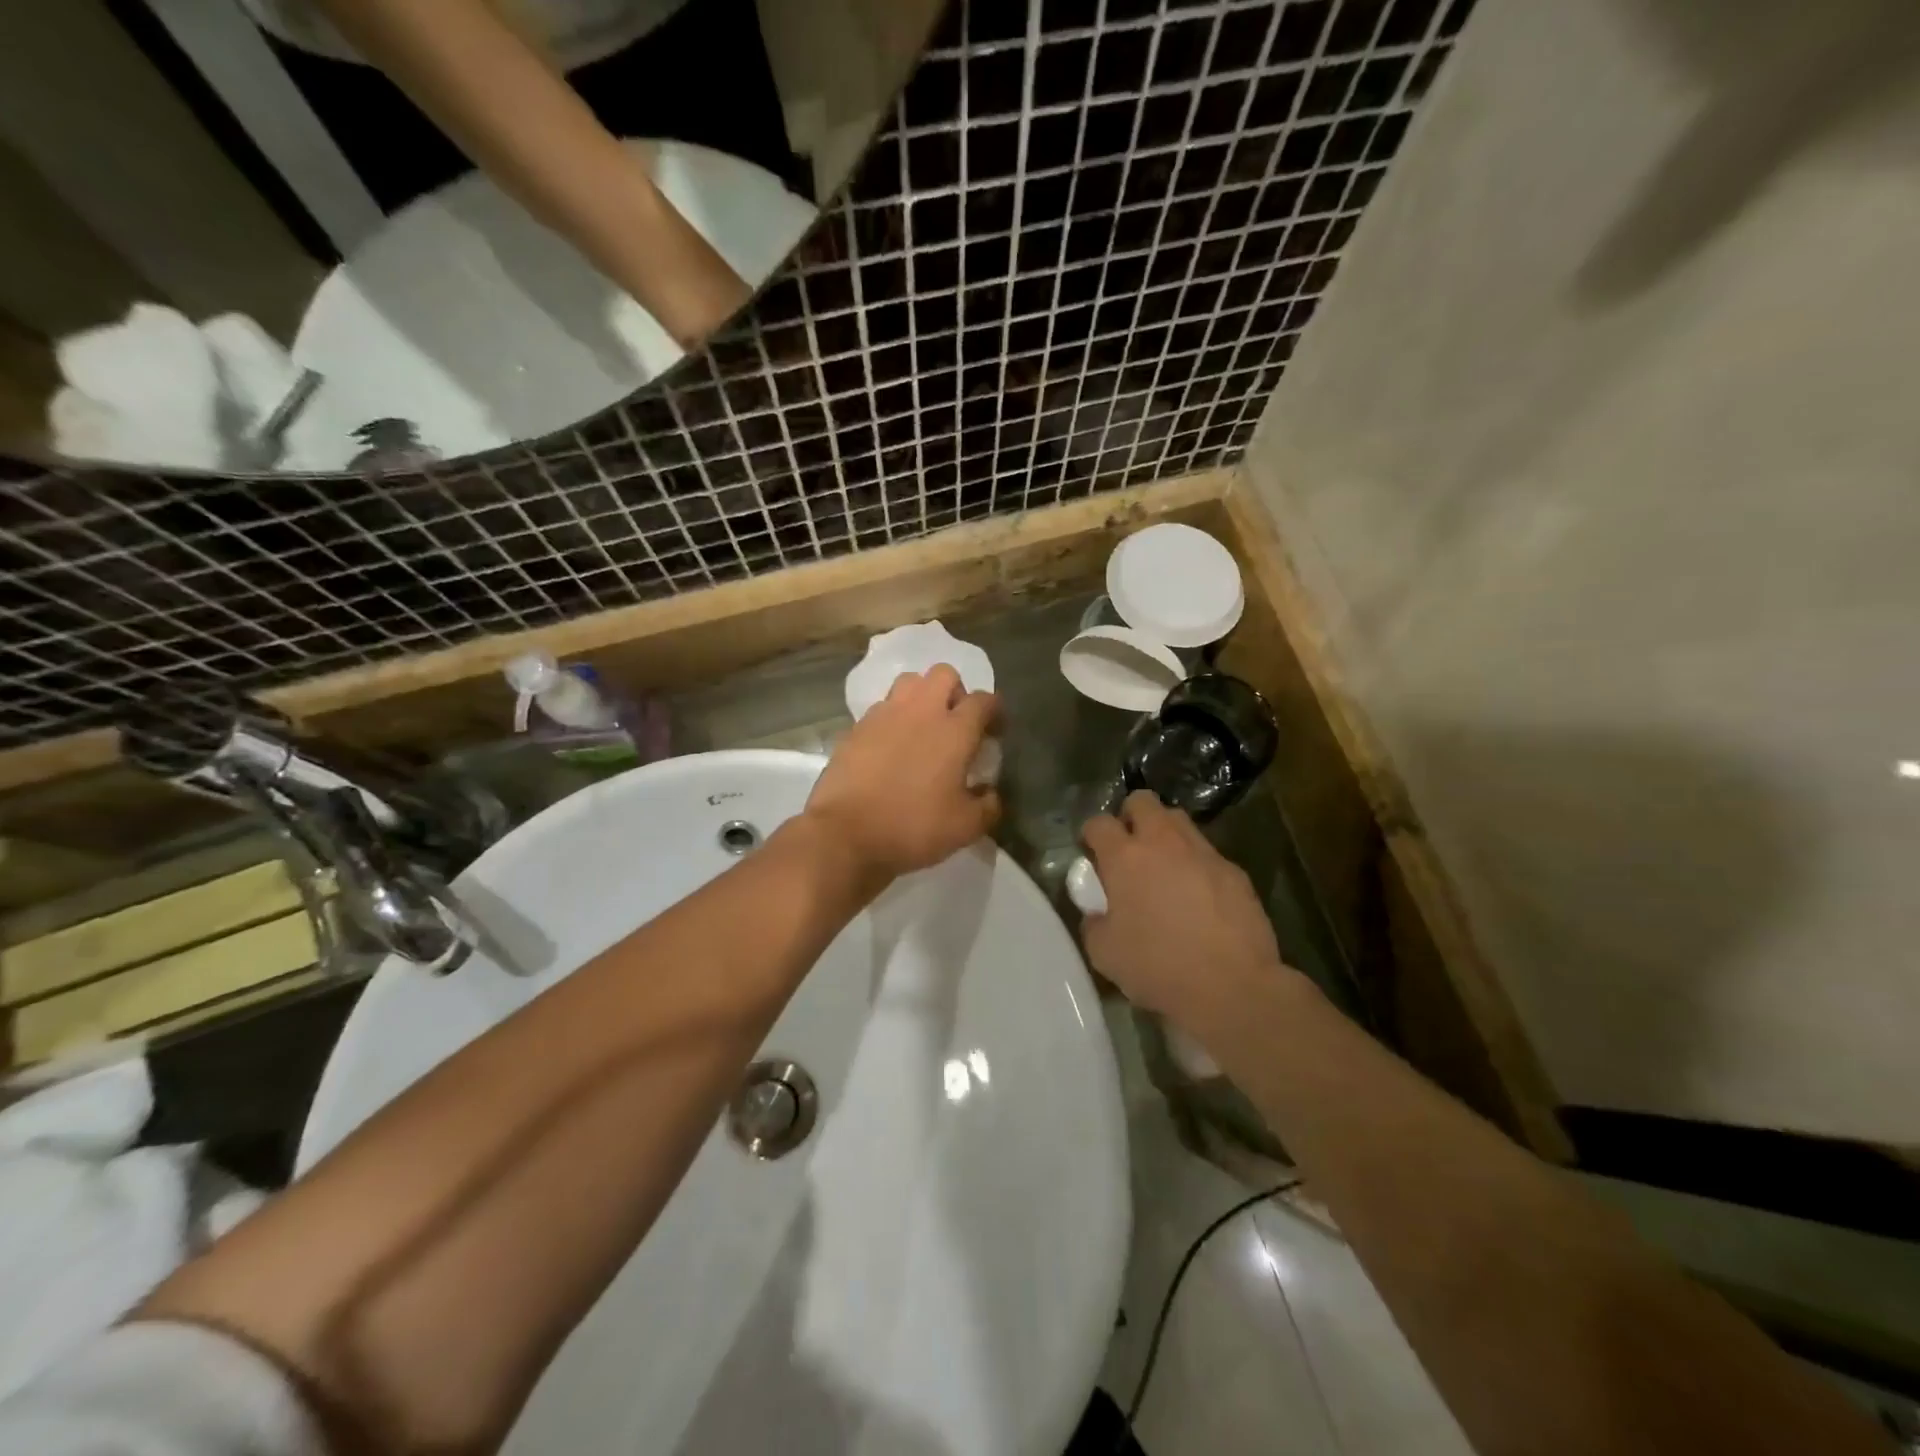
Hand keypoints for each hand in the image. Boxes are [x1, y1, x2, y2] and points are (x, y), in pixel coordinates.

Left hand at [803, 665, 1000, 886]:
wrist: (845, 833)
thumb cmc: (913, 826)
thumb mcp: (965, 827)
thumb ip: (988, 806)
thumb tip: (990, 794)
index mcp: (954, 730)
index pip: (984, 700)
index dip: (995, 711)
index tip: (994, 731)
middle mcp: (921, 711)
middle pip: (944, 674)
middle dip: (956, 691)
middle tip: (956, 722)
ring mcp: (884, 715)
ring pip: (909, 682)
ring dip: (921, 697)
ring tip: (922, 727)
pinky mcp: (856, 728)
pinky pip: (881, 708)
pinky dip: (892, 718)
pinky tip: (891, 746)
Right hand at [1081, 791, 1292, 1038]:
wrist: (1232, 986)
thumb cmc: (1158, 967)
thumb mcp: (1104, 952)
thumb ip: (1094, 921)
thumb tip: (1098, 911)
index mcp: (1125, 857)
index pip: (1098, 823)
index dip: (1091, 835)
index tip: (1092, 855)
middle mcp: (1163, 842)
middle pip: (1142, 801)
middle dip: (1131, 817)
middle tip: (1129, 850)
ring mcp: (1203, 853)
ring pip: (1178, 821)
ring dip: (1165, 835)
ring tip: (1163, 868)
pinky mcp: (1234, 871)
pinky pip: (1207, 854)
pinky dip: (1196, 865)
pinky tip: (1198, 897)